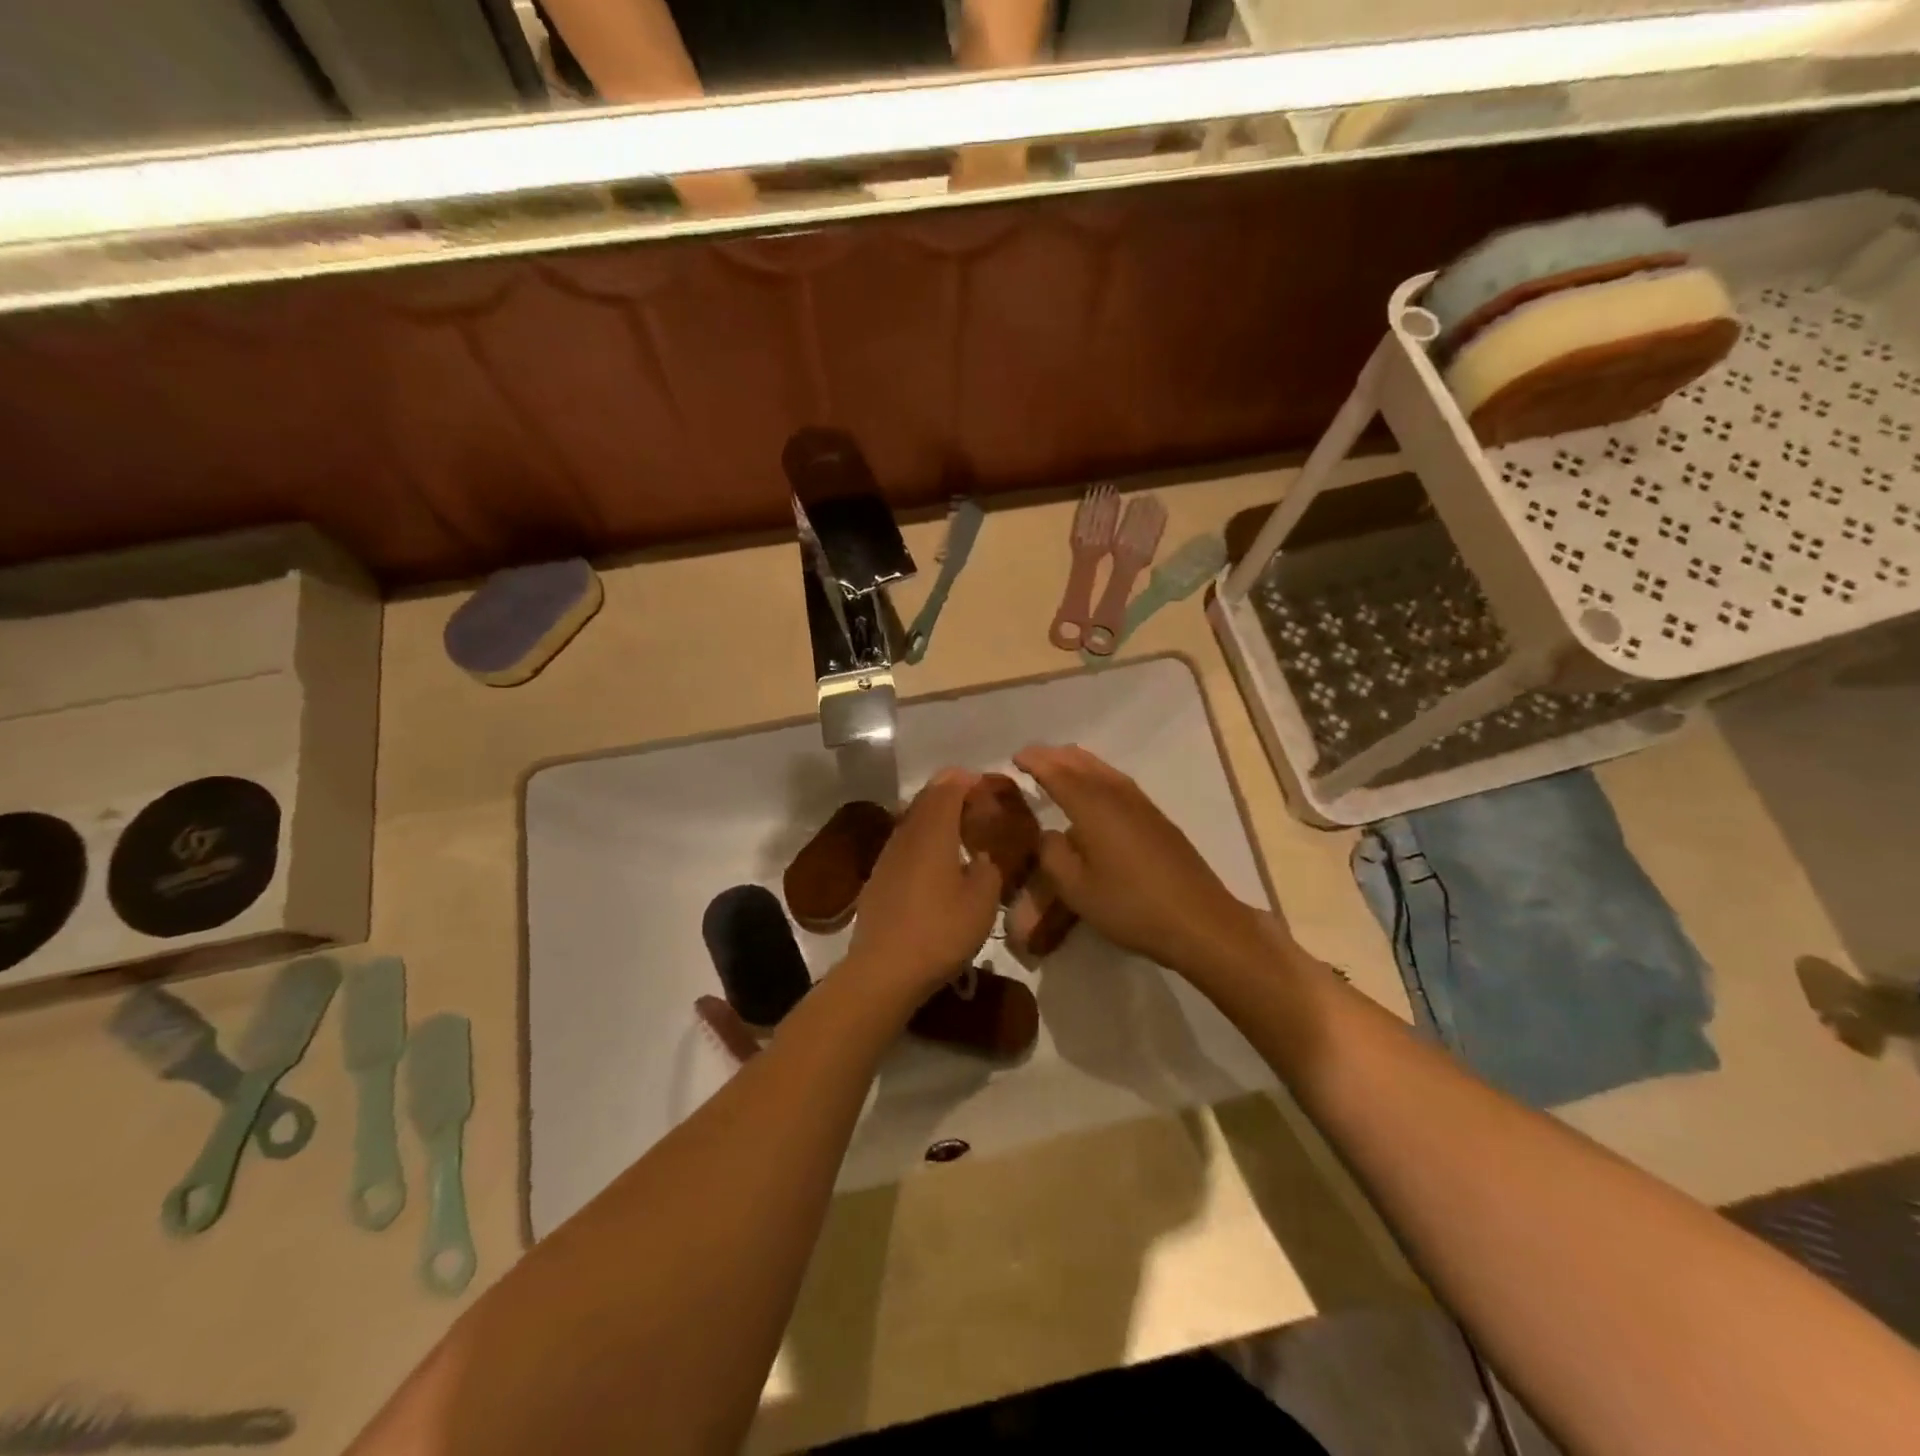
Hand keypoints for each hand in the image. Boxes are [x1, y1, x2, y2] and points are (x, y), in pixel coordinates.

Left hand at [845, 770, 1003, 1002]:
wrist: (884, 969)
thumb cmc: (940, 931)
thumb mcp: (982, 902)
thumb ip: (988, 869)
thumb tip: (980, 856)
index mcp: (933, 832)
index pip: (948, 788)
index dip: (967, 780)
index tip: (987, 784)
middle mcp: (906, 835)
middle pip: (926, 799)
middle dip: (950, 792)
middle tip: (975, 801)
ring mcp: (887, 856)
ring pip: (911, 820)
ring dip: (934, 816)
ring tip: (957, 829)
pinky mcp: (877, 878)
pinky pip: (903, 844)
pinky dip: (921, 840)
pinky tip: (933, 862)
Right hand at [1012, 745, 1270, 975]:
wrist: (1198, 920)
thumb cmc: (1130, 905)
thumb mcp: (1076, 888)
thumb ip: (1053, 854)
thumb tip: (1048, 833)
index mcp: (1092, 806)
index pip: (1056, 772)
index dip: (1035, 761)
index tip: (1015, 757)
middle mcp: (1116, 794)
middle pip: (1081, 762)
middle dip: (1054, 756)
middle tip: (1032, 759)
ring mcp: (1141, 803)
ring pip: (1102, 769)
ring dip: (1077, 762)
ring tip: (1059, 766)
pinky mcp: (1156, 817)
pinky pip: (1117, 781)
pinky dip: (1096, 774)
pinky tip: (1095, 789)